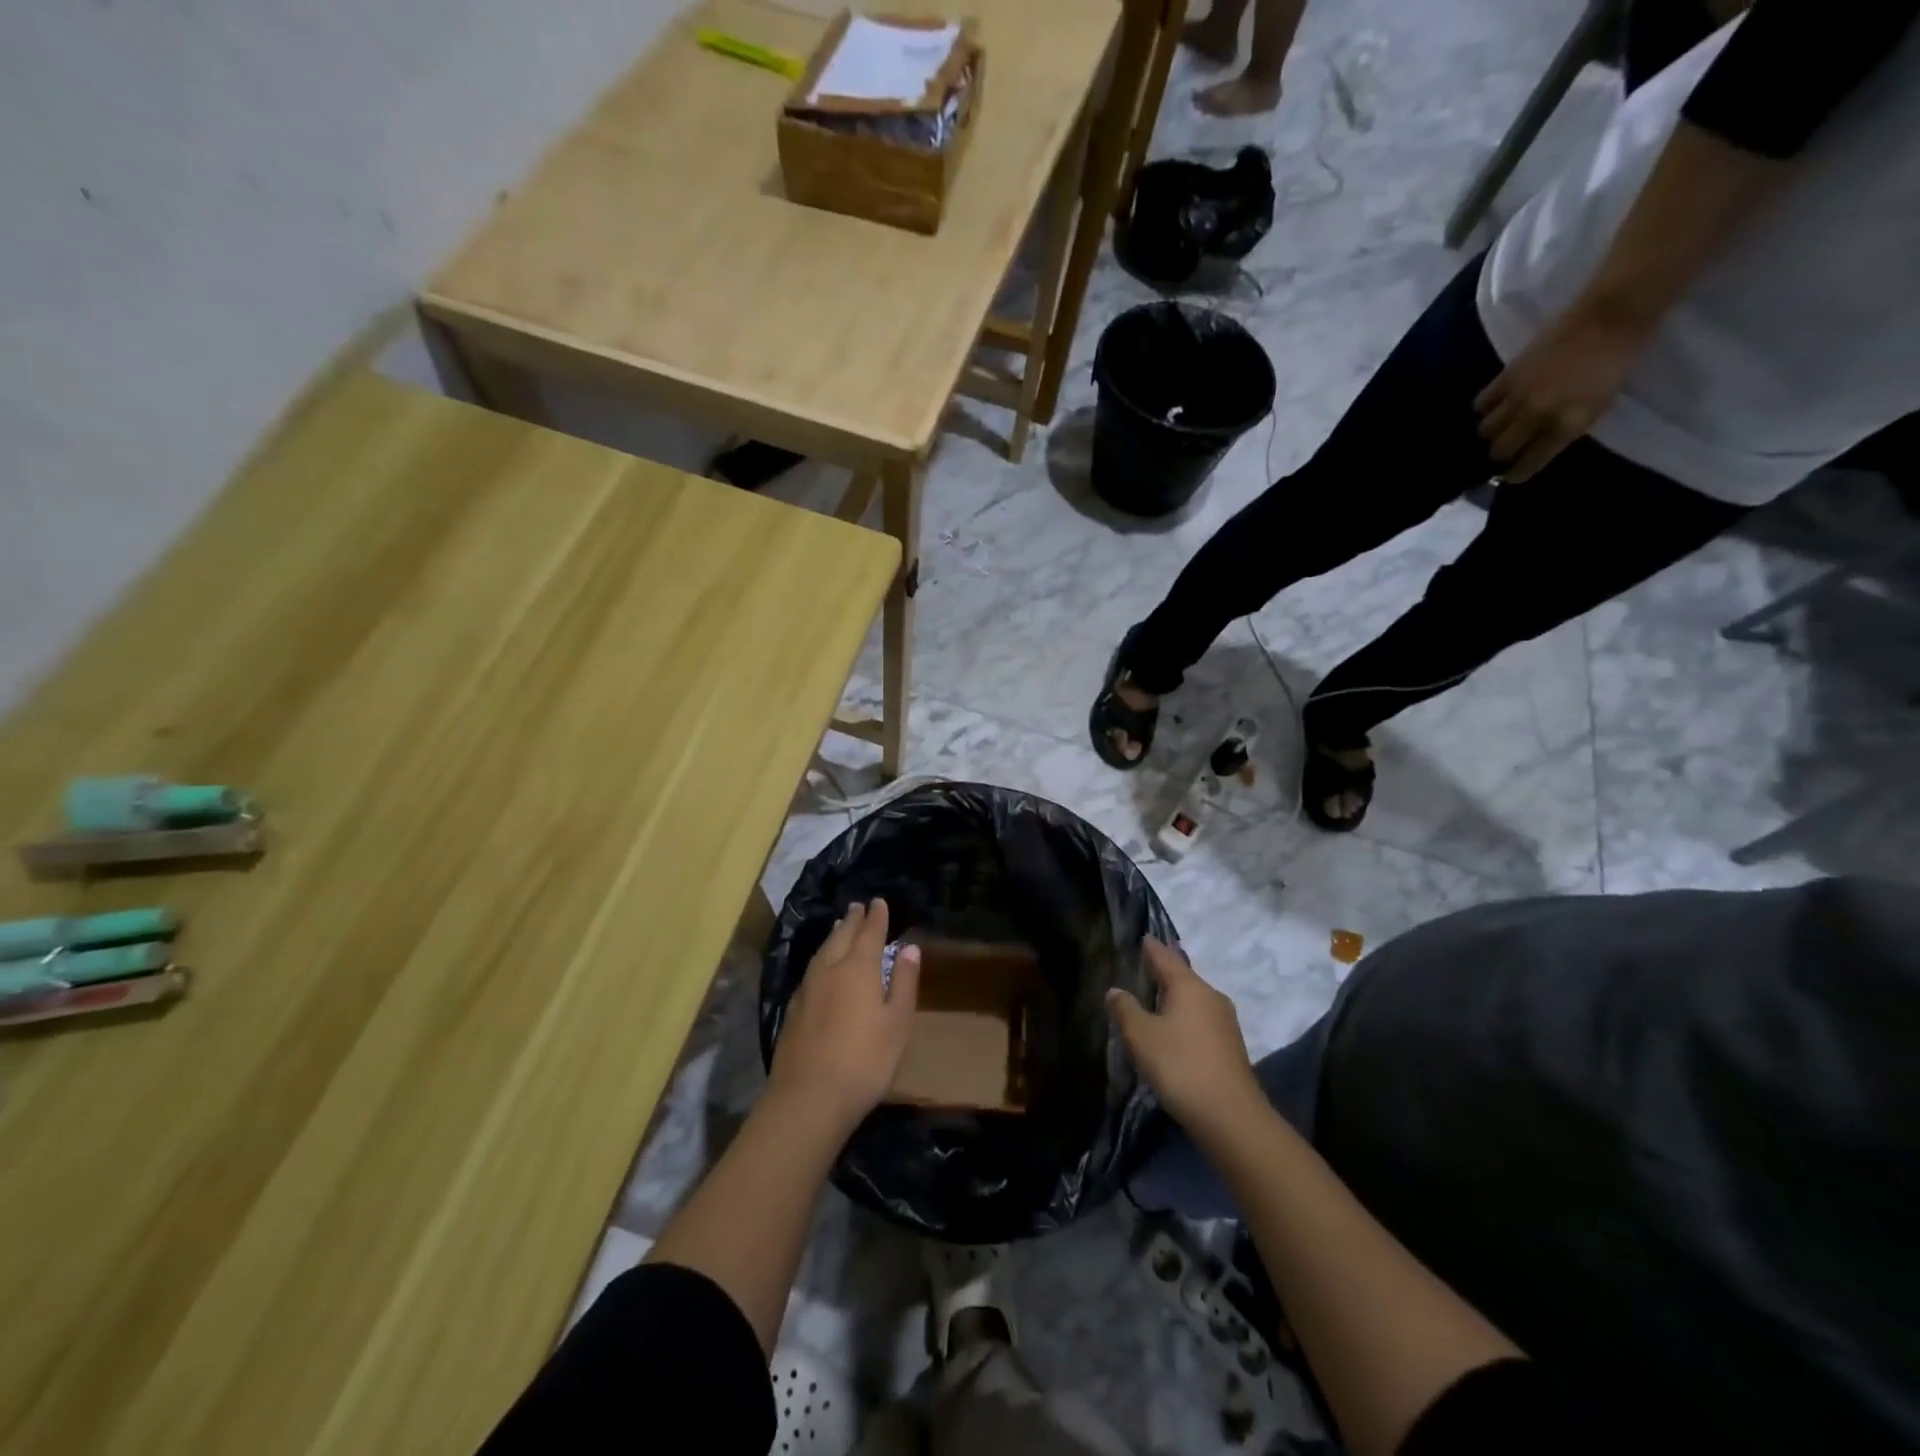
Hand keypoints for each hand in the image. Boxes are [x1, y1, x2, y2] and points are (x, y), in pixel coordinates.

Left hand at [768, 899, 921, 1134]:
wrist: (807, 1099)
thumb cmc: (864, 1061)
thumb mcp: (897, 1023)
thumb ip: (903, 982)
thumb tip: (909, 947)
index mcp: (858, 968)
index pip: (869, 933)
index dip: (876, 917)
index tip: (879, 902)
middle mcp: (829, 970)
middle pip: (842, 936)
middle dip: (853, 920)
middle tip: (859, 906)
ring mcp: (807, 989)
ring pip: (822, 951)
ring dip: (834, 934)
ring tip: (840, 925)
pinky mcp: (793, 1009)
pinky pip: (811, 968)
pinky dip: (822, 956)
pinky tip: (821, 966)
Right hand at [1107, 937, 1261, 1131]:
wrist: (1231, 1117)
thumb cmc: (1180, 1065)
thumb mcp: (1142, 1036)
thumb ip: (1126, 1010)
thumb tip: (1115, 990)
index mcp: (1190, 987)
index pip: (1166, 958)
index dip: (1153, 949)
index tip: (1144, 937)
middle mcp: (1211, 997)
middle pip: (1184, 978)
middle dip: (1166, 972)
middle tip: (1147, 964)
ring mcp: (1225, 1023)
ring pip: (1195, 1000)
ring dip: (1176, 996)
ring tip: (1157, 996)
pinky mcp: (1230, 1048)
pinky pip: (1201, 1020)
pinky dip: (1185, 1017)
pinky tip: (1175, 1028)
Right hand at [1473, 303, 1647, 481]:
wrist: (1611, 316)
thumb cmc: (1615, 362)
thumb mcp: (1599, 405)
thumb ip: (1566, 428)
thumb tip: (1538, 445)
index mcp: (1566, 425)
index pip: (1529, 463)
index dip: (1517, 473)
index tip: (1511, 476)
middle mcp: (1536, 416)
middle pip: (1500, 450)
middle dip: (1499, 456)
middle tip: (1502, 452)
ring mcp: (1518, 397)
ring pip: (1486, 430)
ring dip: (1490, 433)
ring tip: (1497, 429)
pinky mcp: (1506, 377)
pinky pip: (1481, 404)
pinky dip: (1484, 409)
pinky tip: (1492, 407)